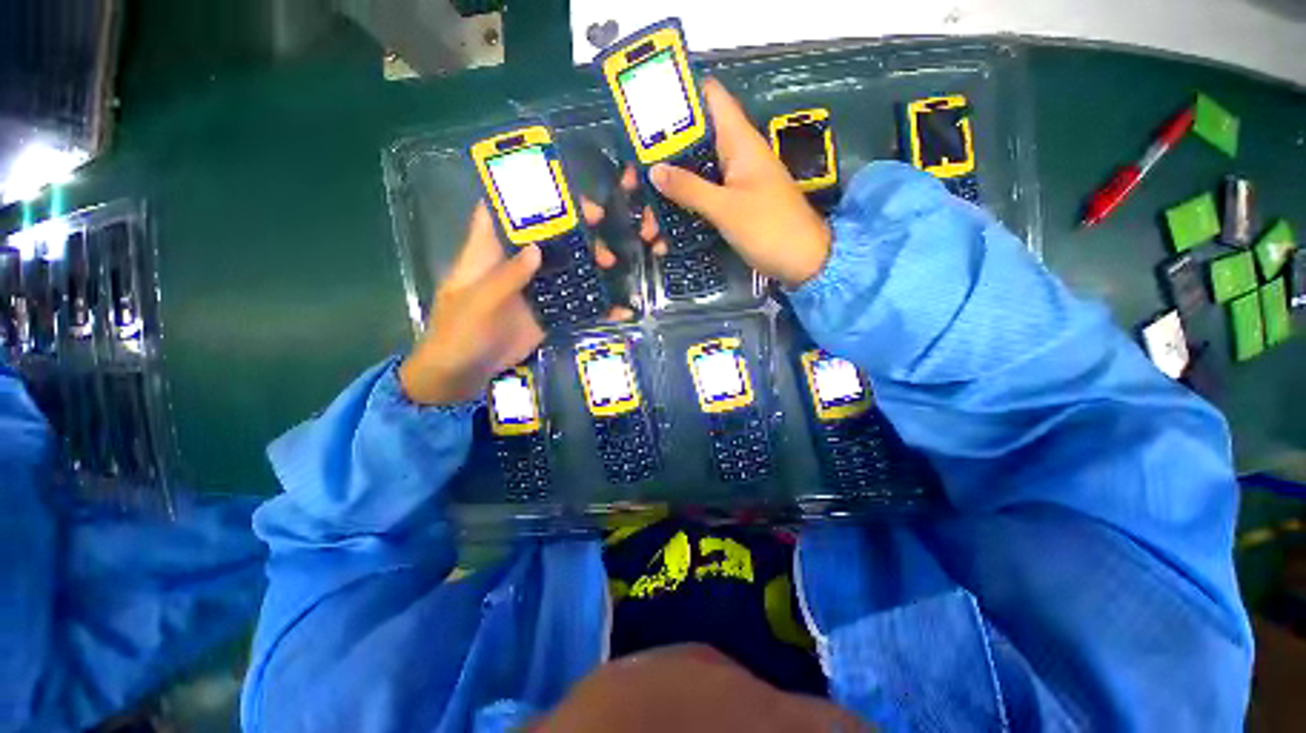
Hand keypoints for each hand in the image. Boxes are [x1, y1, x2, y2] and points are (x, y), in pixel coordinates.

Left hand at [399, 200, 627, 405]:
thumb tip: (536, 249)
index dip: (524, 193)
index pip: (503, 211)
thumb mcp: (477, 302)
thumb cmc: (458, 332)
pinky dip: (595, 306)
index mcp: (487, 253)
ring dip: (588, 261)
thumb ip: (505, 277)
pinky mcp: (548, 313)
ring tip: (611, 262)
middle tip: (600, 222)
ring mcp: (534, 289)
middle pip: (544, 235)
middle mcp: (514, 265)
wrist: (464, 374)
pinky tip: (618, 308)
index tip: (558, 185)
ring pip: (564, 266)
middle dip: (571, 225)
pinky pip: (574, 304)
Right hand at [634, 77, 831, 288]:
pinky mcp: (730, 208)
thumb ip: (689, 188)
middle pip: (689, 145)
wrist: (802, 262)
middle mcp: (733, 156)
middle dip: (658, 163)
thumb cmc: (769, 227)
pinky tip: (663, 242)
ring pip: (690, 180)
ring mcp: (731, 184)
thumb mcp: (726, 208)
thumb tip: (654, 170)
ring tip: (646, 228)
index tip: (643, 116)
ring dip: (666, 201)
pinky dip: (681, 219)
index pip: (708, 98)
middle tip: (632, 185)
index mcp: (738, 141)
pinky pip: (699, 205)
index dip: (677, 97)